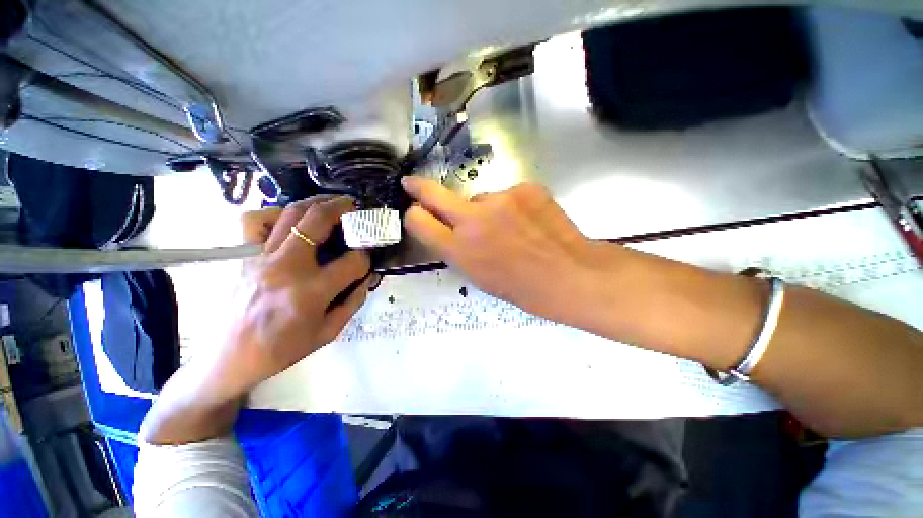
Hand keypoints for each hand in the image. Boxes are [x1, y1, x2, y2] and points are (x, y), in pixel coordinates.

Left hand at [223, 195, 372, 392]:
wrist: (232, 357)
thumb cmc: (284, 348)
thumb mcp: (329, 332)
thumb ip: (354, 301)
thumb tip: (368, 277)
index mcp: (311, 292)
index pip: (352, 261)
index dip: (366, 257)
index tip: (368, 258)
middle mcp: (287, 267)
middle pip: (318, 221)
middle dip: (344, 209)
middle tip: (356, 207)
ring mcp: (261, 257)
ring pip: (291, 213)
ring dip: (316, 203)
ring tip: (332, 204)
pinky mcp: (245, 256)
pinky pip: (256, 221)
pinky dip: (276, 213)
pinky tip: (290, 219)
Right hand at [402, 177, 619, 323]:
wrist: (571, 274)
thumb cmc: (523, 288)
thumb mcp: (479, 277)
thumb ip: (458, 250)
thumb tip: (450, 229)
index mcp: (460, 250)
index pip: (418, 221)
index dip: (414, 215)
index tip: (415, 211)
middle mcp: (473, 220)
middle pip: (433, 193)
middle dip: (418, 187)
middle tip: (411, 183)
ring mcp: (499, 199)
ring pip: (478, 198)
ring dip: (485, 210)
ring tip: (511, 229)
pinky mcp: (524, 187)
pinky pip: (506, 195)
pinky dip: (511, 206)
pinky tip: (529, 222)